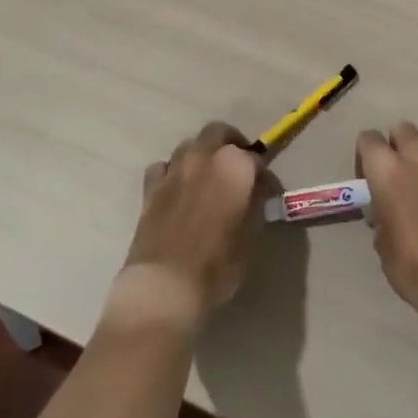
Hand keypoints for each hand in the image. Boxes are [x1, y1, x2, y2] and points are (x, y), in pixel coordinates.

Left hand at [109, 122, 270, 333]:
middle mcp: (204, 157)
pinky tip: (177, 189)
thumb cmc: (216, 265)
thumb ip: (254, 206)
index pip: (256, 159)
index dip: (263, 175)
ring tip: (207, 177)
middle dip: (231, 144)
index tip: (267, 192)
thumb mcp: (250, 238)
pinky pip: (164, 166)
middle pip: (219, 132)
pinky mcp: (151, 186)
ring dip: (201, 154)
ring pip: (190, 145)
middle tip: (238, 167)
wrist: (164, 285)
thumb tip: (254, 194)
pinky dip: (173, 172)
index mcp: (234, 166)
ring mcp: (174, 169)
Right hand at [357, 123, 417, 324]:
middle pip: (403, 128)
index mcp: (385, 170)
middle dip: (398, 142)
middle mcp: (414, 158)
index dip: (366, 153)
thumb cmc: (411, 263)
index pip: (368, 138)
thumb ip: (381, 218)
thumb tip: (384, 212)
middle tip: (399, 168)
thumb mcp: (382, 244)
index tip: (369, 175)